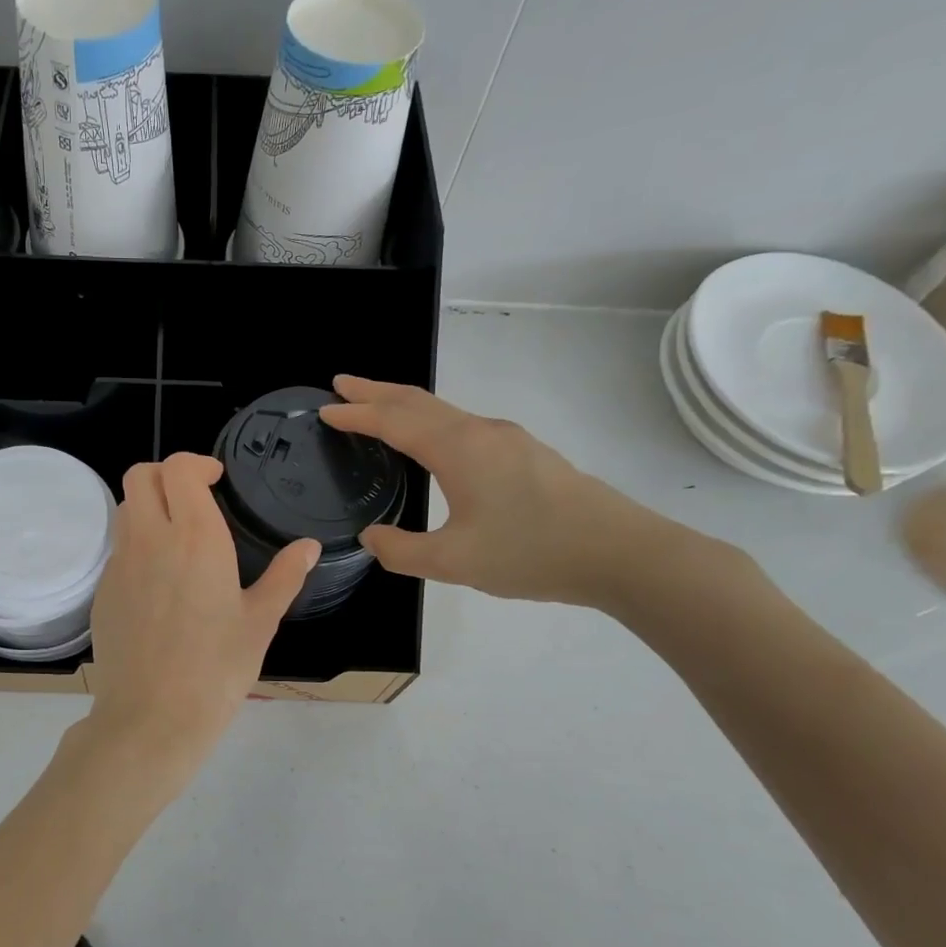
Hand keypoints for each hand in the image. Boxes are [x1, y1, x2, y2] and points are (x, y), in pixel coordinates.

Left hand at [87, 453, 319, 766]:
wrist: (151, 717)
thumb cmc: (216, 670)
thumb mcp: (260, 622)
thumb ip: (284, 577)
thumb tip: (308, 546)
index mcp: (194, 537)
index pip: (179, 468)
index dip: (196, 464)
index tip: (216, 480)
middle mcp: (150, 539)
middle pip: (140, 475)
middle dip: (166, 474)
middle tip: (193, 498)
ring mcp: (120, 564)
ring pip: (125, 509)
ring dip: (149, 505)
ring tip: (177, 536)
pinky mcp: (102, 591)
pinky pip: (118, 548)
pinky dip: (137, 544)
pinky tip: (160, 581)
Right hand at [319, 375, 671, 608]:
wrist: (620, 552)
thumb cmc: (531, 552)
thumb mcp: (453, 562)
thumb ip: (401, 550)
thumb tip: (372, 537)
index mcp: (458, 449)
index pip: (394, 421)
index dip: (356, 413)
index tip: (326, 408)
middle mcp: (480, 432)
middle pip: (418, 401)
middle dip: (376, 391)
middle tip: (342, 384)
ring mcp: (507, 440)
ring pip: (443, 411)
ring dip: (404, 405)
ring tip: (377, 408)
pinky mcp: (525, 454)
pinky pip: (461, 426)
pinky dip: (429, 422)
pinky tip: (430, 442)